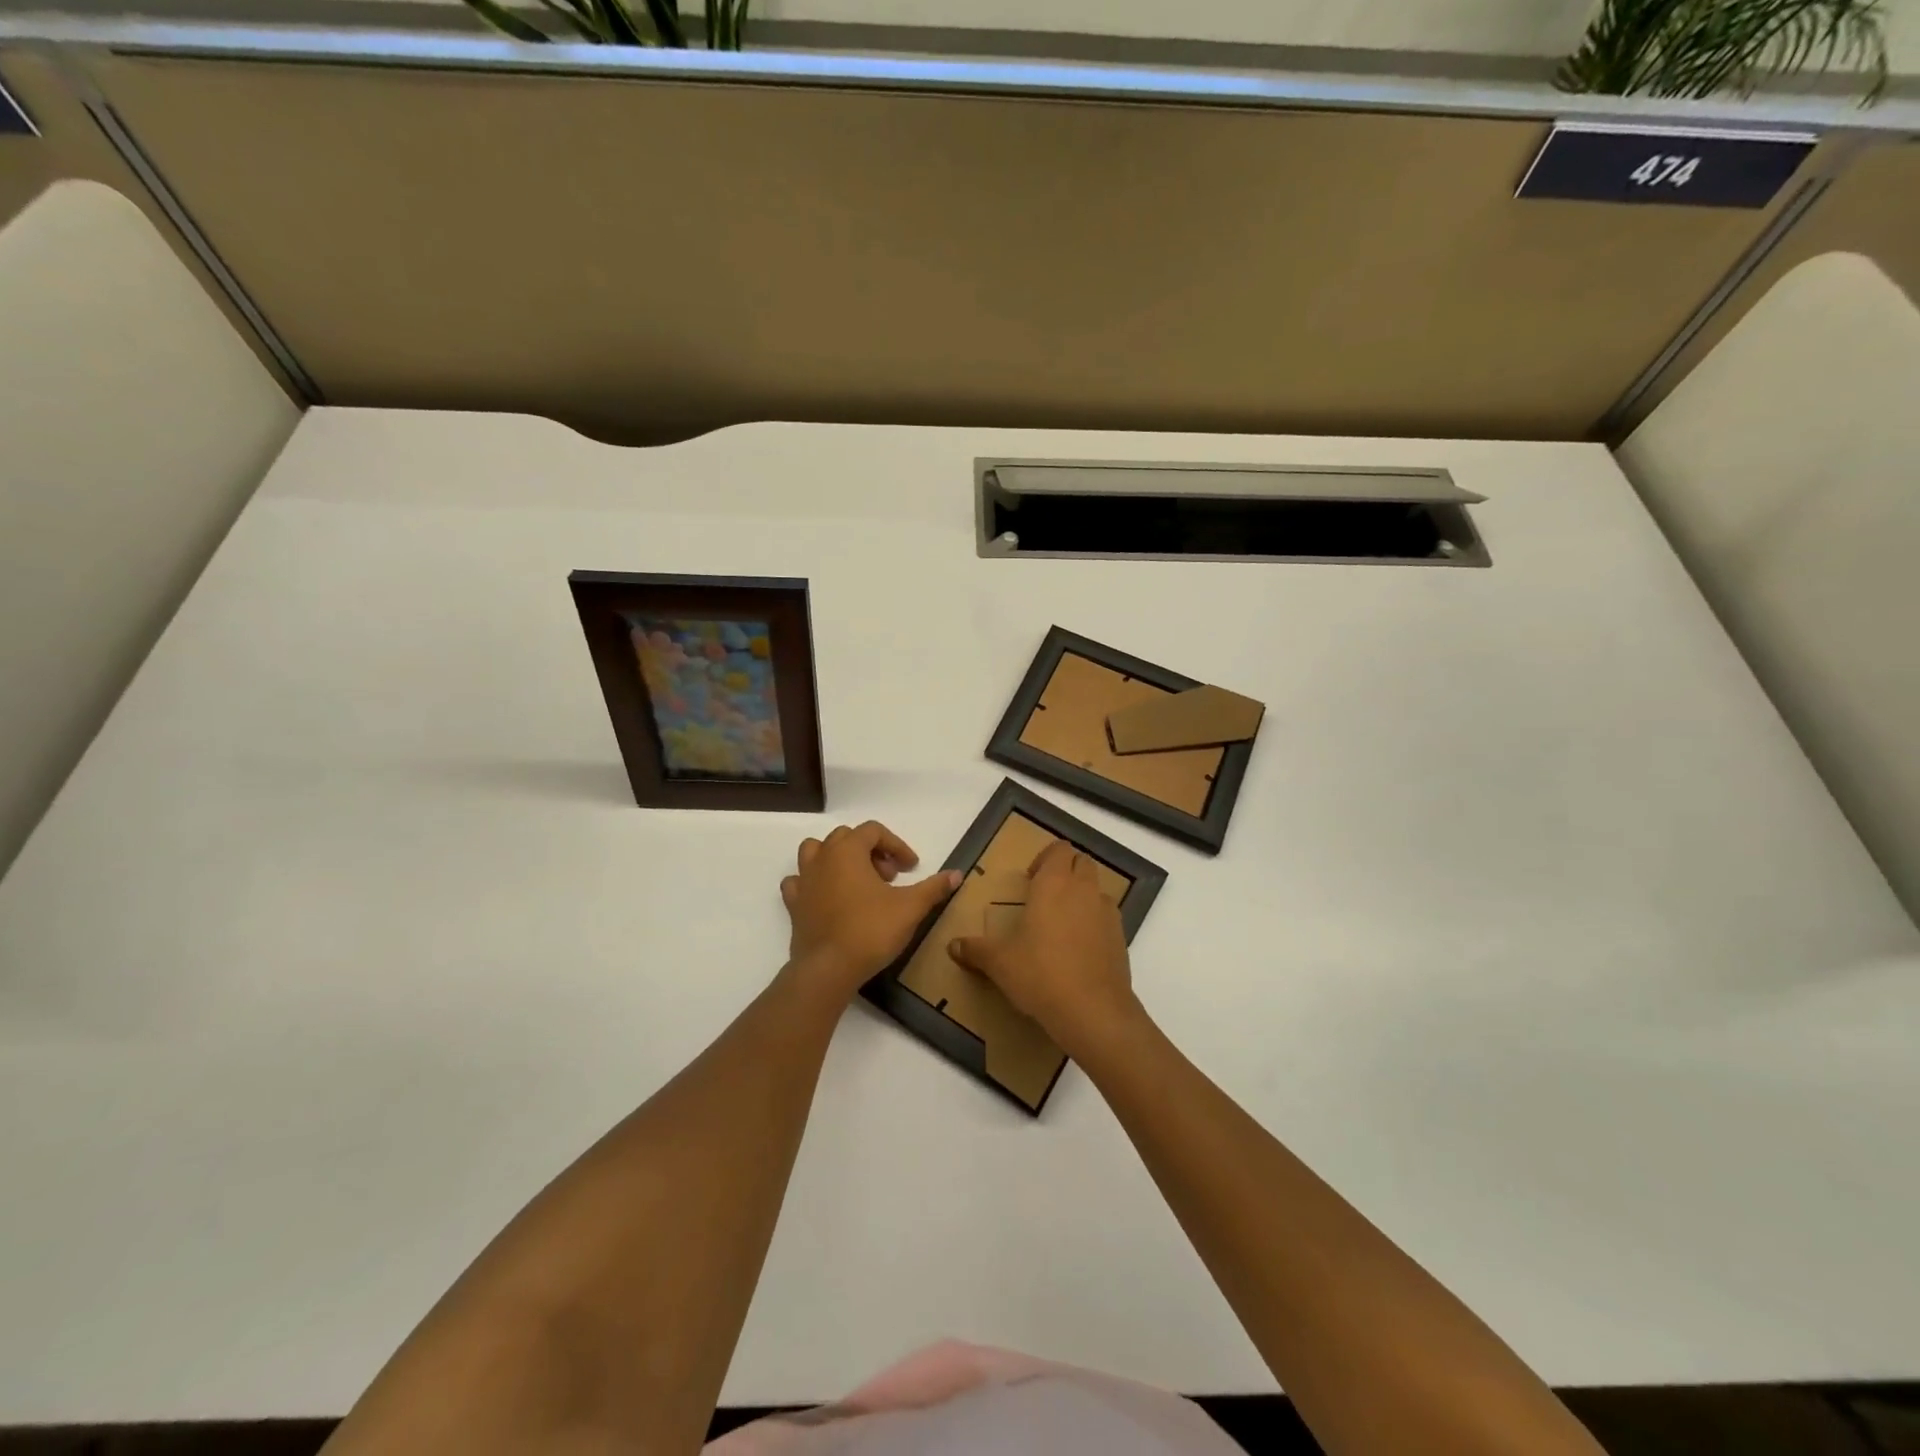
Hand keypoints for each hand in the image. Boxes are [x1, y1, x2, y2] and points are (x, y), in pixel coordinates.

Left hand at [781, 821, 960, 998]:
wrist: (828, 969)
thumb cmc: (870, 931)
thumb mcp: (910, 908)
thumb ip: (933, 888)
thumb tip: (957, 874)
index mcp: (848, 851)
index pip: (873, 831)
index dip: (896, 845)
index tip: (911, 868)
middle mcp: (822, 858)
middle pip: (846, 838)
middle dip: (871, 851)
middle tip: (889, 877)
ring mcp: (803, 881)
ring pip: (815, 852)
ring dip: (838, 859)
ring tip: (858, 881)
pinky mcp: (793, 905)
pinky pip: (799, 882)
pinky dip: (814, 883)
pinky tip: (829, 897)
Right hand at [948, 840, 1137, 1056]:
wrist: (1093, 1011)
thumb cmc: (1040, 974)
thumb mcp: (1000, 963)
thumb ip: (975, 950)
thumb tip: (952, 946)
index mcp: (1054, 884)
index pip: (1058, 849)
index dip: (1045, 858)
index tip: (1030, 880)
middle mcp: (1083, 890)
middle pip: (1081, 862)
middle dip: (1065, 871)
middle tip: (1044, 897)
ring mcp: (1107, 913)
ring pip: (1097, 888)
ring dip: (1082, 895)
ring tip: (1062, 923)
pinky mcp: (1121, 938)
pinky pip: (1107, 917)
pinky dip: (1095, 921)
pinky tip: (1079, 948)